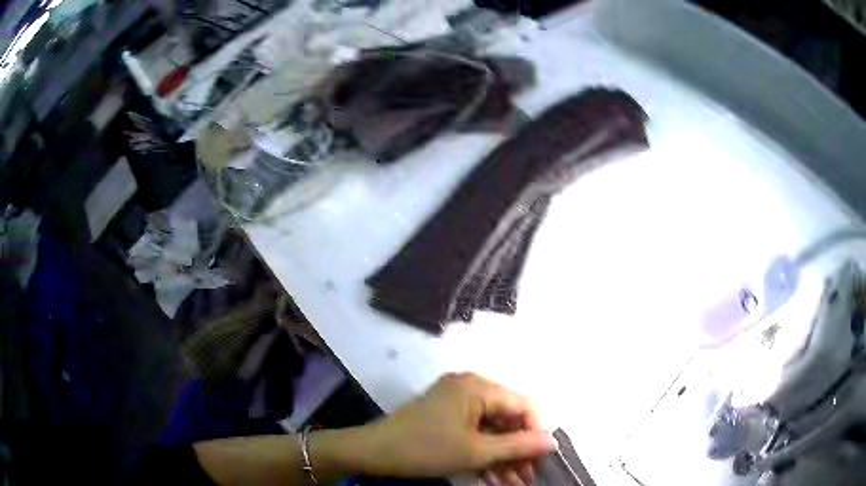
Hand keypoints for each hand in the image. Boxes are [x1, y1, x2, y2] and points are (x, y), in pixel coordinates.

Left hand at [359, 373, 556, 484]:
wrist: (374, 452)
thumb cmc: (427, 449)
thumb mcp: (477, 452)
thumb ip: (518, 446)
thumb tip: (552, 441)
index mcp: (478, 387)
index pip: (523, 406)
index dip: (536, 433)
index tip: (542, 460)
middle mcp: (470, 388)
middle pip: (507, 420)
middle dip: (518, 451)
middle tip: (528, 478)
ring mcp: (456, 403)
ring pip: (491, 431)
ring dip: (502, 458)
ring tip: (514, 484)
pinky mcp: (446, 418)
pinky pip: (474, 434)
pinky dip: (483, 455)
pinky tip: (494, 479)